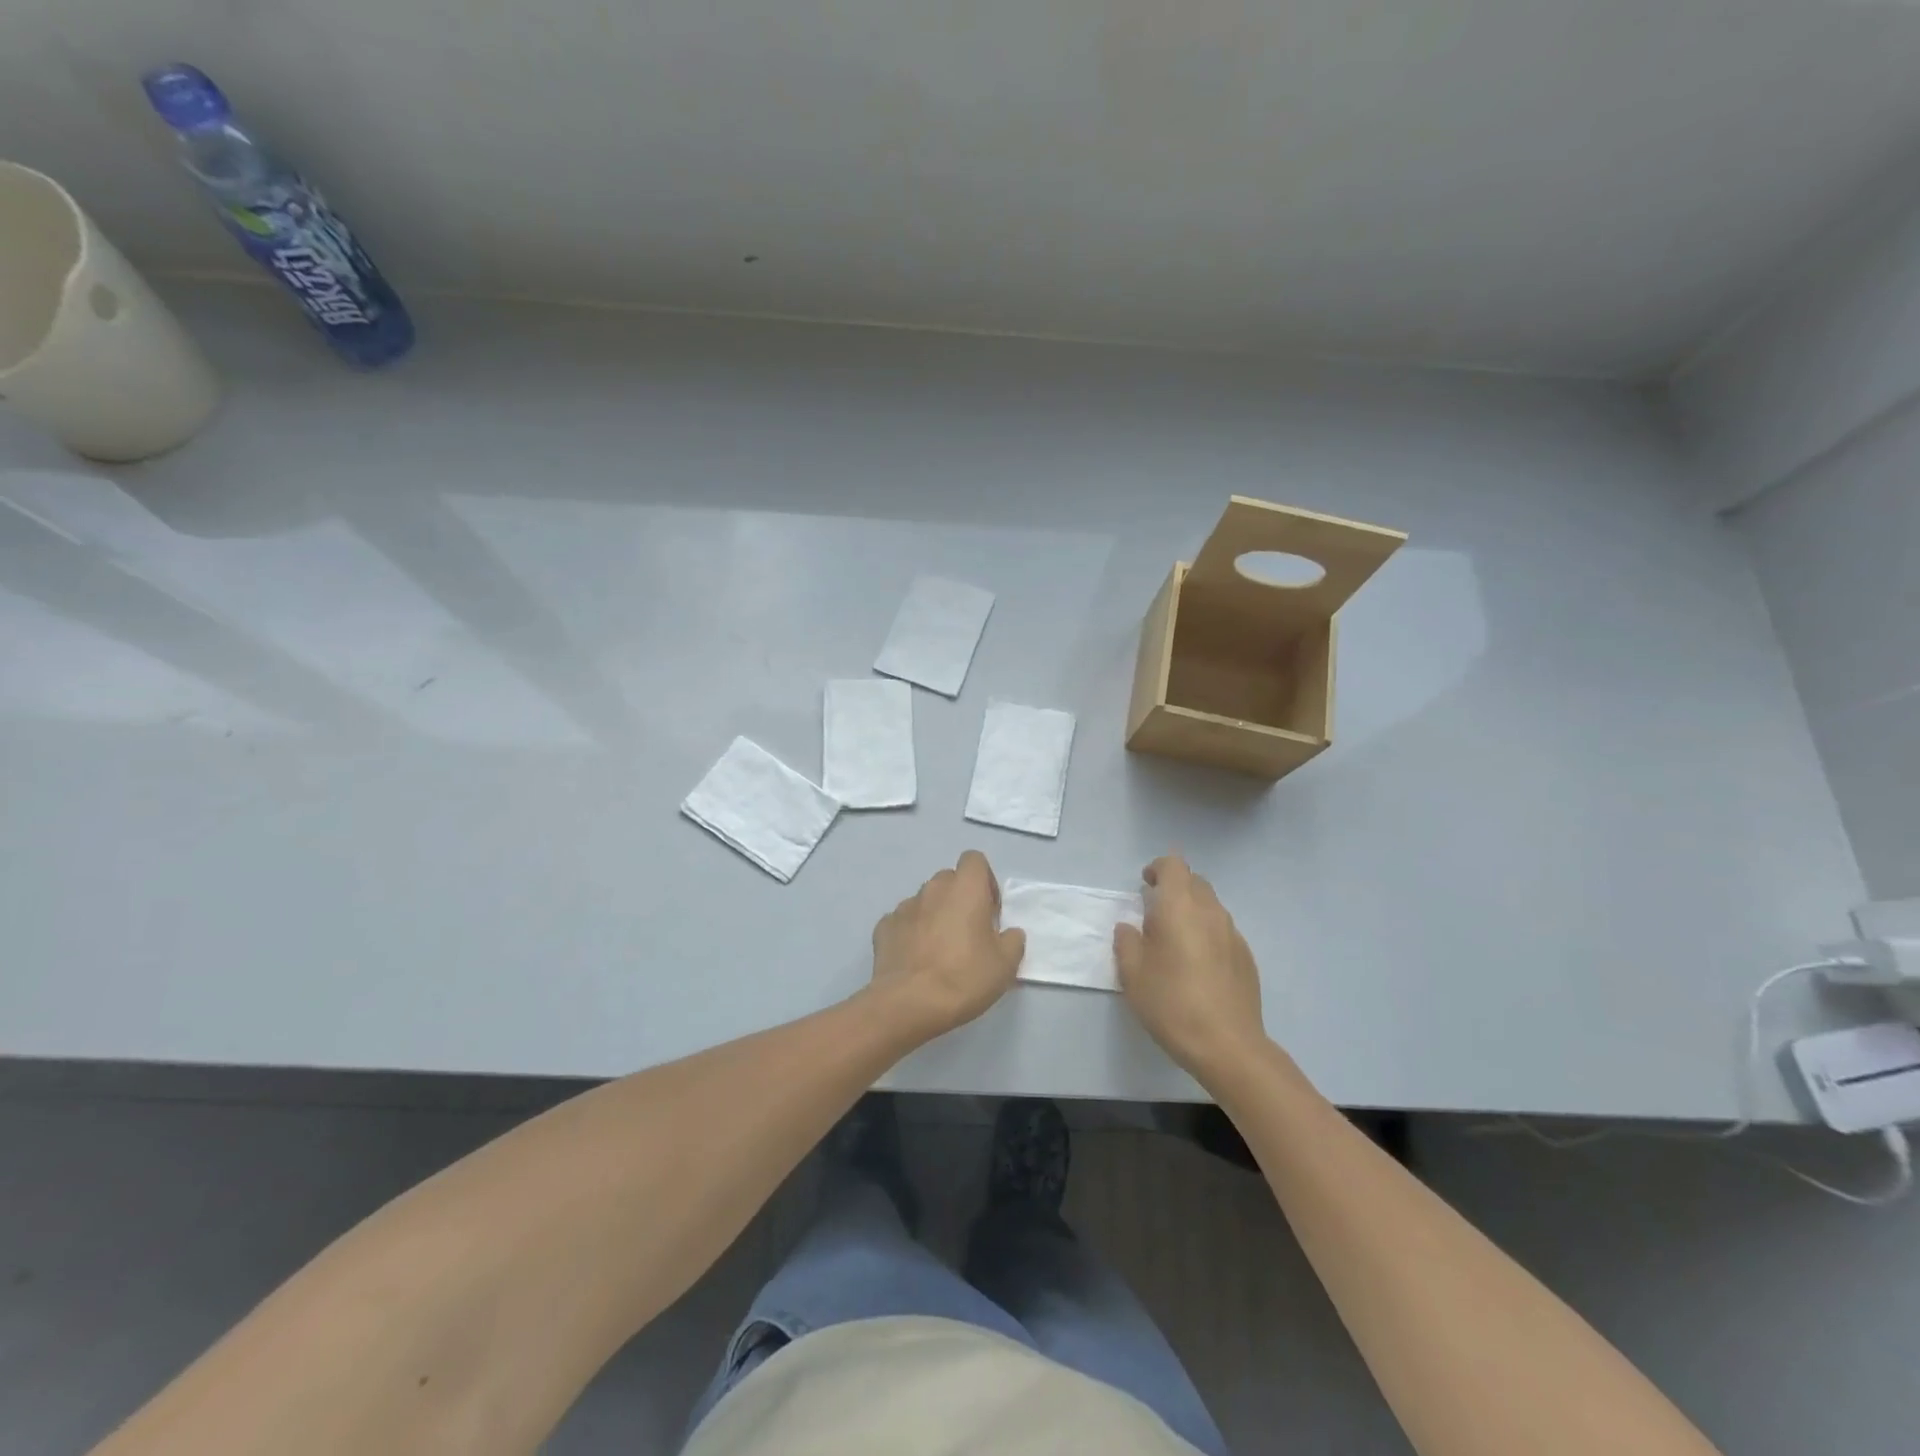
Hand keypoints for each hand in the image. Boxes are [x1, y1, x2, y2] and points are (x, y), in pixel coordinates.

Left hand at [868, 851, 1025, 1042]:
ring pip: (925, 900)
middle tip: (968, 932)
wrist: (909, 1003)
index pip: (974, 860)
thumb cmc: (964, 978)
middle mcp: (933, 889)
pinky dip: (911, 932)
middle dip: (959, 898)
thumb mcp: (1005, 965)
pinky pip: (903, 921)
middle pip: (949, 880)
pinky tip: (916, 959)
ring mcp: (904, 907)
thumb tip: (1009, 933)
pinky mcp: (884, 927)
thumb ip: (1012, 941)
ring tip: (940, 949)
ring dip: (934, 915)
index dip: (985, 881)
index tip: (989, 911)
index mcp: (965, 889)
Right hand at [1114, 855, 1266, 1079]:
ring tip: (1174, 939)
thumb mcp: (1132, 974)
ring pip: (1211, 906)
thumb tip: (1129, 928)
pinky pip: (1222, 930)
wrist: (1228, 1045)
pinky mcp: (1246, 957)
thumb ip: (1127, 942)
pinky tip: (1197, 964)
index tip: (1145, 884)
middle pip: (1194, 882)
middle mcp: (1210, 911)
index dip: (1158, 868)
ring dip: (1191, 911)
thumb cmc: (1172, 1003)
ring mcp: (1233, 934)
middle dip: (1175, 888)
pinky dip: (1207, 933)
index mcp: (1179, 907)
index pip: (1173, 866)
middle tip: (1155, 912)